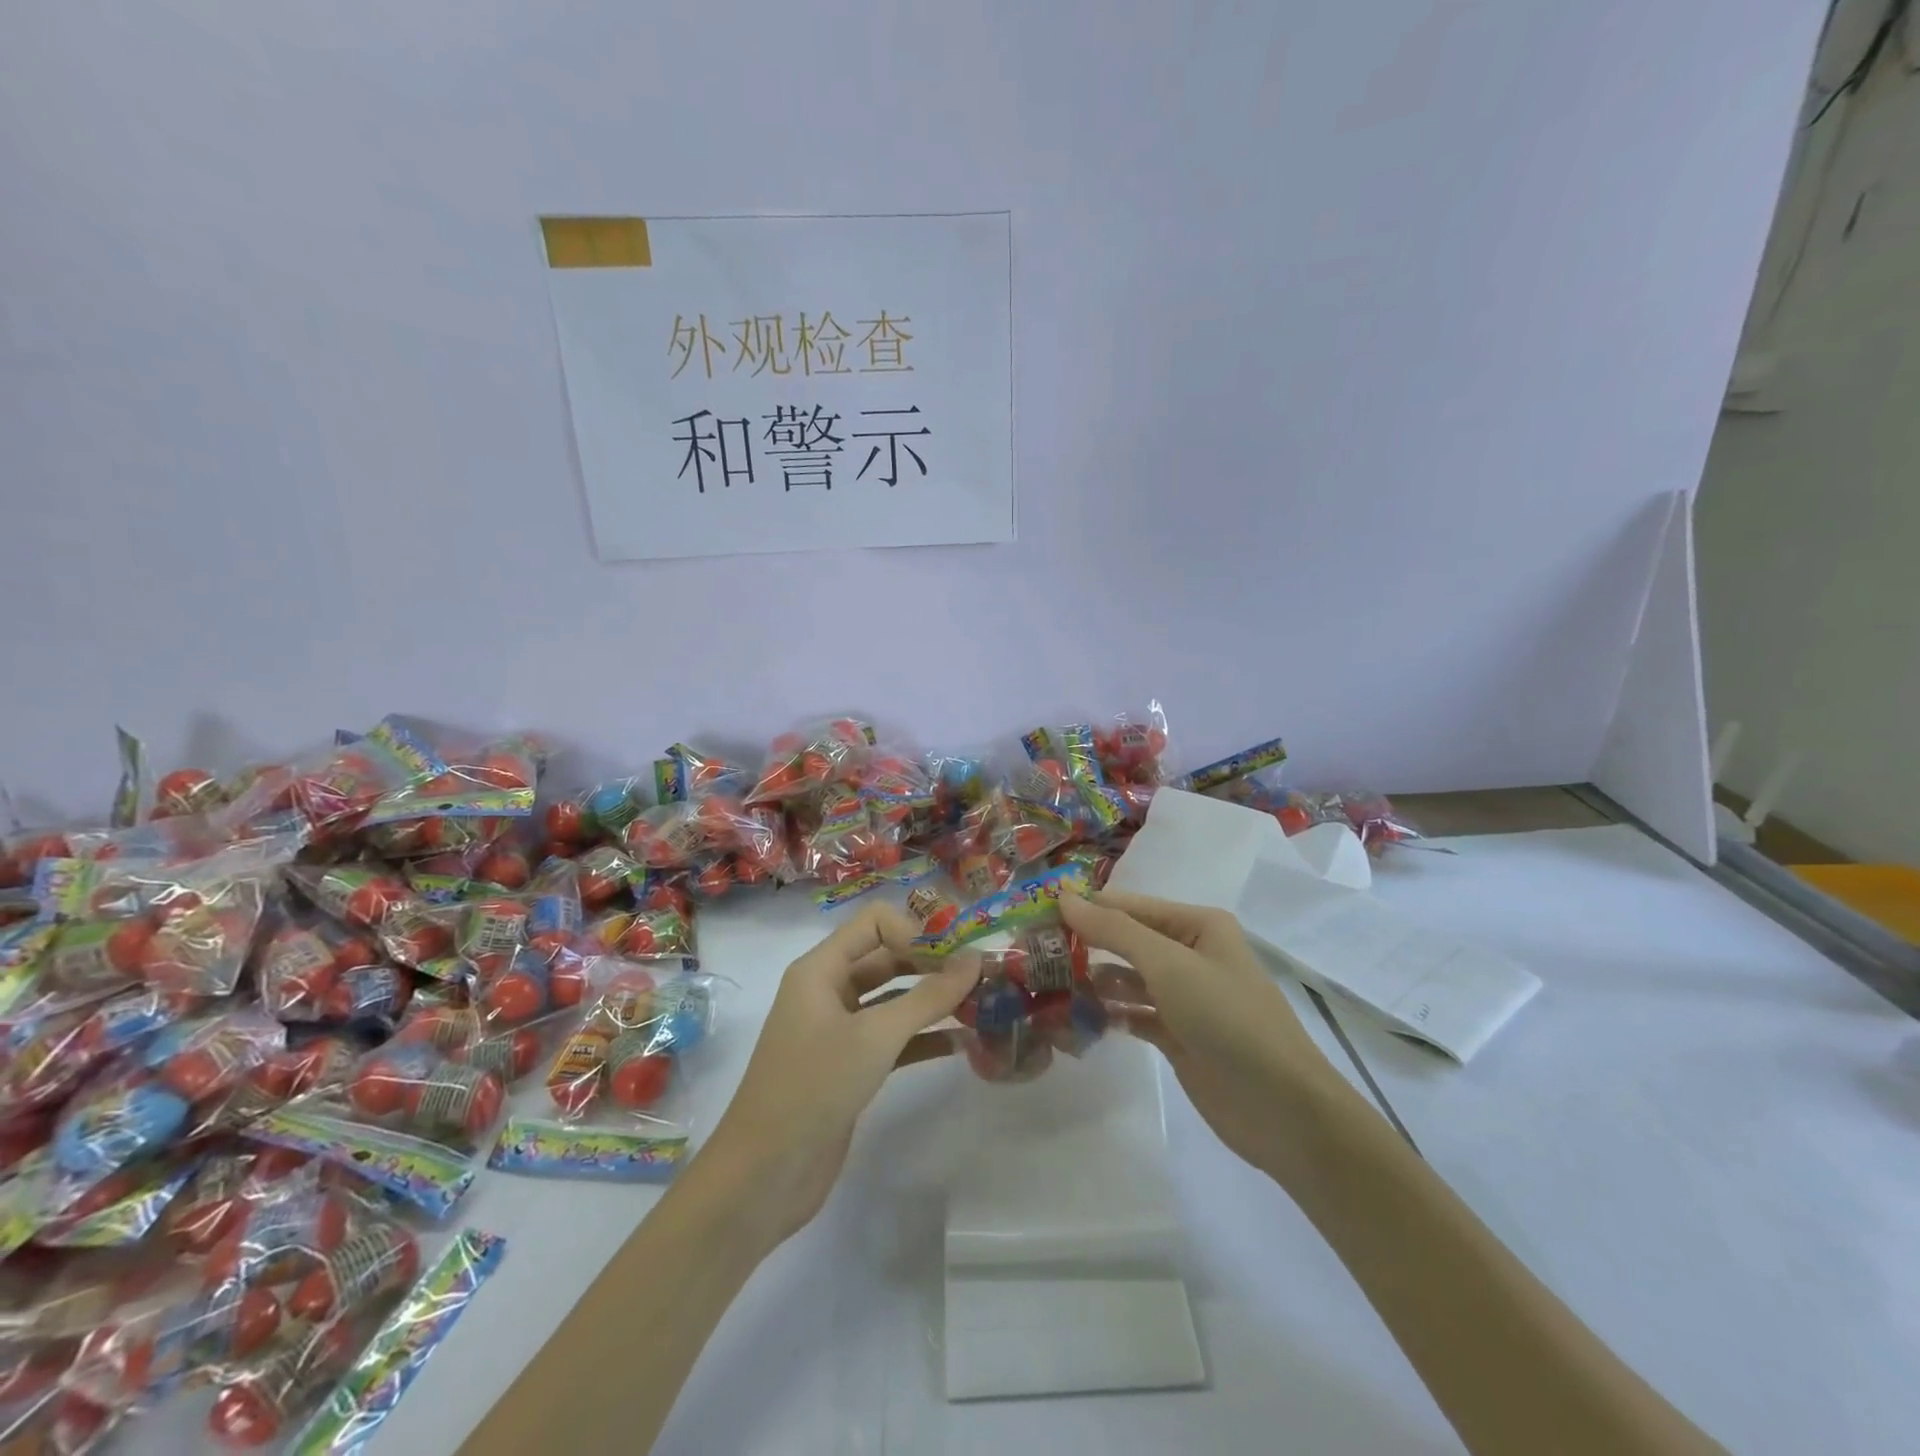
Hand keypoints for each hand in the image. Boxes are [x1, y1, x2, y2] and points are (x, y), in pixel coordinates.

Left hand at [699, 903, 979, 1249]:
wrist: (764, 1175)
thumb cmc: (814, 1087)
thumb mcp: (876, 1036)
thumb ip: (928, 996)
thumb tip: (975, 959)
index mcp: (821, 969)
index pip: (874, 923)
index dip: (915, 930)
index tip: (956, 955)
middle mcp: (828, 991)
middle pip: (886, 958)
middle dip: (931, 964)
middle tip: (981, 976)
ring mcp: (838, 1031)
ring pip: (892, 1000)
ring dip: (932, 1002)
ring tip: (981, 1006)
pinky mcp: (849, 1067)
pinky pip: (892, 1039)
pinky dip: (923, 1038)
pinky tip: (962, 1045)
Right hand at [1060, 890, 1347, 1179]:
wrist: (1282, 1109)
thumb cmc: (1227, 1019)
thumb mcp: (1169, 965)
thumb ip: (1114, 931)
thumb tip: (1064, 897)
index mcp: (1196, 925)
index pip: (1128, 906)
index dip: (1085, 909)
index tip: (1034, 916)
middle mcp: (1190, 953)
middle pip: (1126, 941)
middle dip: (1085, 946)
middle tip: (1032, 954)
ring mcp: (1184, 997)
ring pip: (1127, 979)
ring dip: (1093, 982)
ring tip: (1047, 988)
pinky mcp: (1178, 1035)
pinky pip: (1133, 1014)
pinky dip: (1109, 1014)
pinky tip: (1077, 1019)